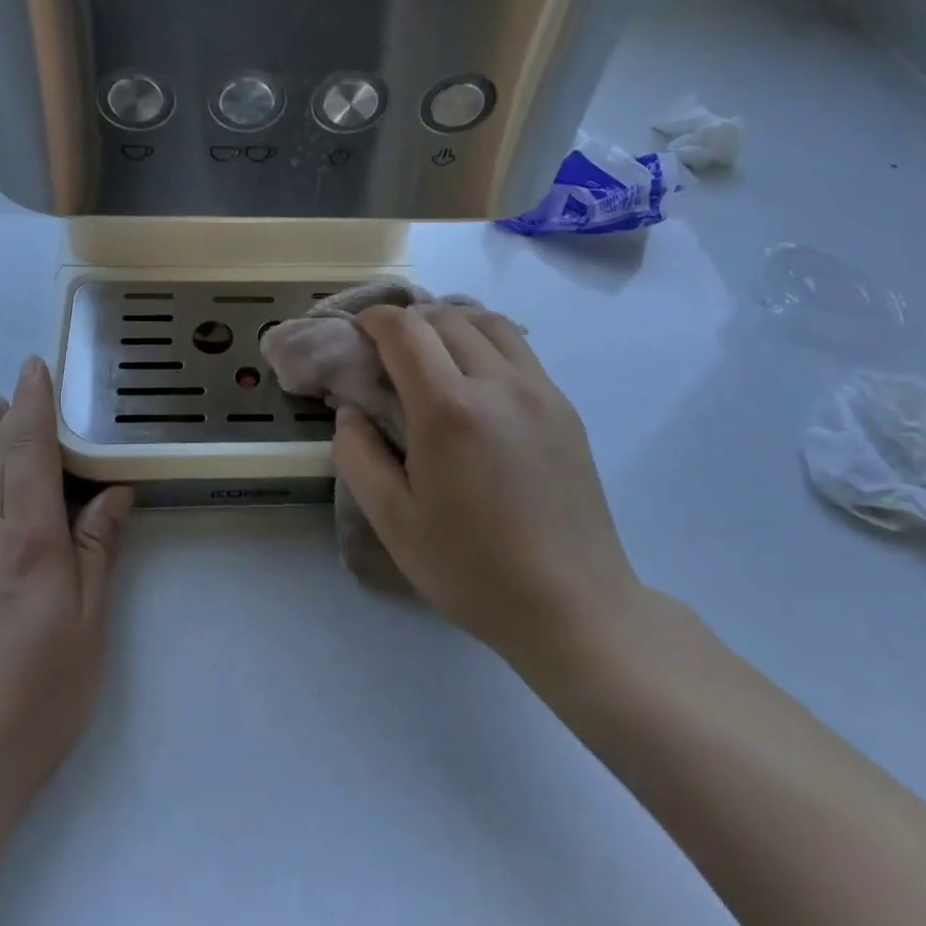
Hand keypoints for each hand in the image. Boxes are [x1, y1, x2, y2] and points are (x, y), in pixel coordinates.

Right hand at [330, 304, 642, 672]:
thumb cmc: (473, 569)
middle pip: (444, 317)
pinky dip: (484, 340)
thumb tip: (350, 410)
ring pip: (487, 322)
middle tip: (386, 348)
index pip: (405, 330)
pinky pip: (518, 348)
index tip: (357, 332)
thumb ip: (357, 455)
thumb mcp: (394, 522)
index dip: (374, 319)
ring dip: (449, 321)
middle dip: (407, 319)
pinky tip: (473, 375)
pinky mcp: (563, 407)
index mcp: (448, 410)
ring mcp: (538, 391)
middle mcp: (497, 384)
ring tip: (430, 349)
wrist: (574, 607)